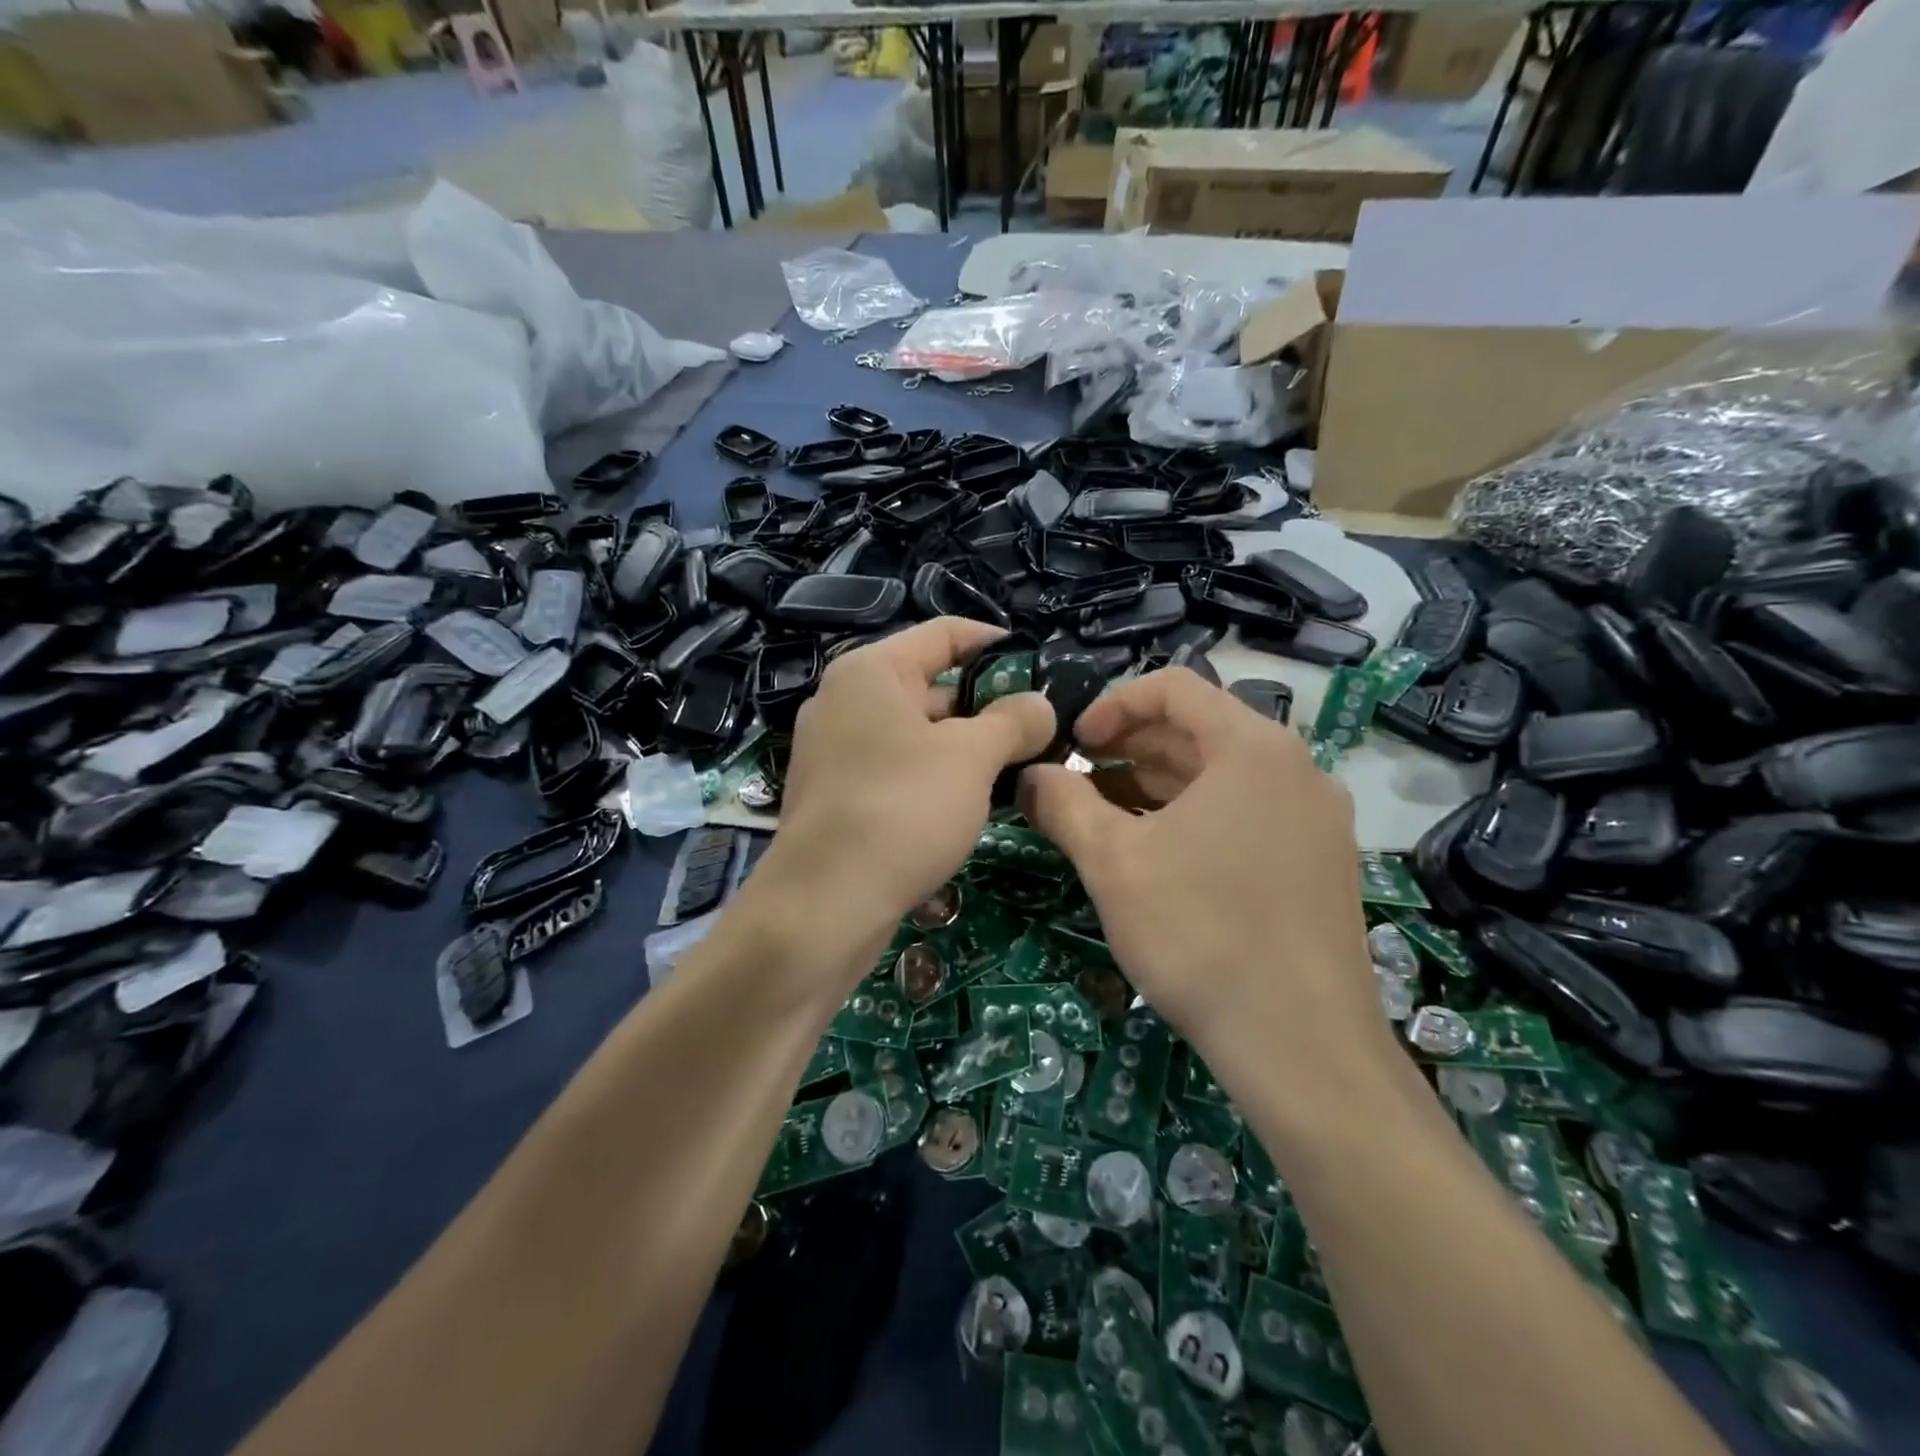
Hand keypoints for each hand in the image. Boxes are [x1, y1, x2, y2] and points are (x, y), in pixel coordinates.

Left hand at [753, 619, 1053, 986]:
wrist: (824, 906)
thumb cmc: (902, 810)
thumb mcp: (972, 758)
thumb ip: (1013, 721)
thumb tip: (1040, 706)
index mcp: (871, 671)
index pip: (945, 633)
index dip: (997, 644)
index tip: (1041, 667)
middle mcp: (846, 700)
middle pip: (931, 684)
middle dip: (988, 705)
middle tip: (1040, 731)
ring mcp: (835, 749)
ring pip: (917, 732)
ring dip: (966, 746)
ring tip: (1019, 769)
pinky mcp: (836, 794)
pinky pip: (897, 768)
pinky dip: (935, 775)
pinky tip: (972, 802)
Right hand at [1021, 668, 1397, 1096]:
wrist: (1302, 1046)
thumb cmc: (1200, 934)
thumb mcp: (1113, 862)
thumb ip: (1064, 804)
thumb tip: (1029, 776)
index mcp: (1252, 748)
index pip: (1175, 687)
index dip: (1113, 704)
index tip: (1074, 744)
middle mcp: (1295, 769)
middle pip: (1199, 730)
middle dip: (1129, 748)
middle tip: (1077, 780)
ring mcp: (1314, 818)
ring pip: (1221, 776)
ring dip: (1156, 784)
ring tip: (1103, 815)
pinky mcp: (1318, 862)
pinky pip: (1245, 813)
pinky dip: (1192, 816)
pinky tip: (1154, 852)